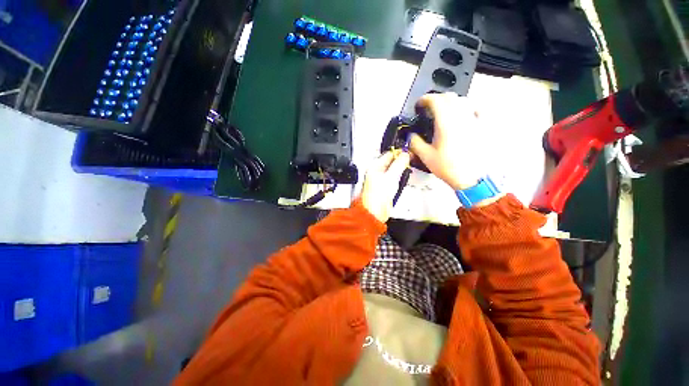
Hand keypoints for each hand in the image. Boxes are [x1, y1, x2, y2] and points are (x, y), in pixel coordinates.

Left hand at [360, 151, 410, 222]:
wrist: (374, 212)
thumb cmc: (378, 195)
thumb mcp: (391, 176)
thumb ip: (399, 164)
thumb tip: (405, 154)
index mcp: (375, 167)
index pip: (389, 154)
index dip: (399, 153)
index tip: (410, 153)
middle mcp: (377, 172)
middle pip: (391, 162)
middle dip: (401, 161)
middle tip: (411, 162)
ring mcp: (380, 180)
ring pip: (393, 171)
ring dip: (401, 170)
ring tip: (408, 170)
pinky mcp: (385, 188)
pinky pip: (393, 179)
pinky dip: (399, 178)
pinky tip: (403, 179)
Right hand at [410, 93, 484, 189]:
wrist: (472, 177)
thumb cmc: (448, 167)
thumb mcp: (426, 156)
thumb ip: (415, 143)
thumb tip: (411, 135)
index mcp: (446, 122)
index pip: (436, 100)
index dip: (425, 99)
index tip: (419, 105)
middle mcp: (461, 116)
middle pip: (449, 96)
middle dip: (436, 98)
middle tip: (428, 108)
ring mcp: (474, 120)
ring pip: (463, 100)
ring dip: (450, 102)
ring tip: (443, 111)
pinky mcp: (482, 126)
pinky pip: (475, 109)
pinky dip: (466, 107)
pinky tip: (463, 114)